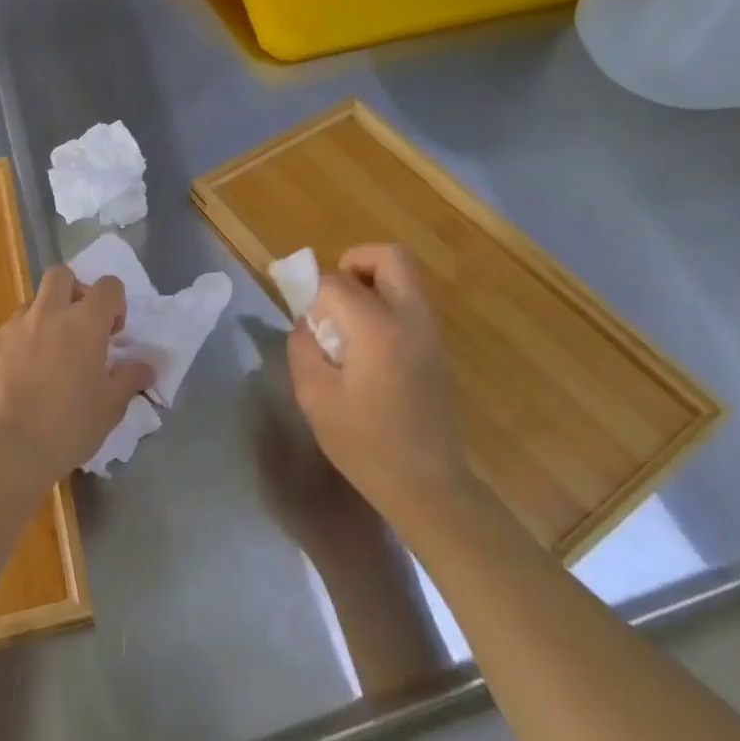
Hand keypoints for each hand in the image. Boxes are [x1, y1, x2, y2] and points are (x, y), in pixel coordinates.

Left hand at [0, 267, 155, 489]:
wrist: (4, 452)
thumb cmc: (67, 428)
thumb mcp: (110, 408)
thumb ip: (129, 379)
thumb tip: (146, 366)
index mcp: (84, 324)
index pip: (108, 286)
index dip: (114, 303)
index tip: (112, 333)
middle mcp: (46, 314)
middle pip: (61, 275)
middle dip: (72, 292)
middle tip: (76, 327)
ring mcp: (9, 328)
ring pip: (28, 307)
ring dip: (40, 323)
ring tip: (40, 363)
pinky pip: (0, 338)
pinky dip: (9, 351)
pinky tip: (9, 384)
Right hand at [286, 244, 467, 524]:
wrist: (426, 483)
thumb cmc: (364, 443)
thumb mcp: (315, 396)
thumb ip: (303, 347)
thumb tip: (307, 323)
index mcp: (377, 327)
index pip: (337, 282)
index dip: (314, 296)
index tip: (307, 326)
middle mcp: (410, 318)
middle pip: (389, 257)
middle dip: (355, 263)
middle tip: (333, 298)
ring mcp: (430, 332)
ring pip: (403, 279)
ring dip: (370, 286)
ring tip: (347, 326)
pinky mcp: (436, 349)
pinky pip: (409, 306)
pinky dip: (385, 308)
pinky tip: (367, 350)